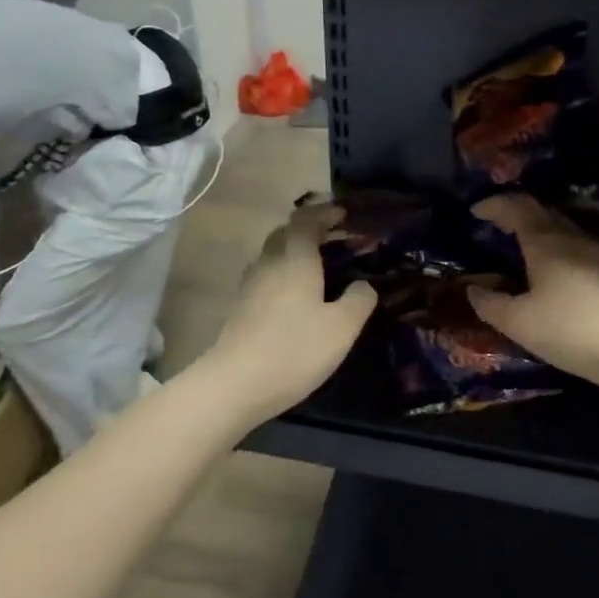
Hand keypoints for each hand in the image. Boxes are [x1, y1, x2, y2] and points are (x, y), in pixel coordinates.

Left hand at [204, 204, 377, 424]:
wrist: (235, 384)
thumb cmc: (295, 349)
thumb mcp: (342, 328)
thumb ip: (358, 300)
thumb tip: (363, 285)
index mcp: (296, 260)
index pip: (305, 220)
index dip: (324, 213)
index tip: (343, 214)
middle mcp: (269, 264)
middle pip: (284, 234)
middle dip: (307, 229)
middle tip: (332, 239)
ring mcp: (250, 287)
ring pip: (272, 256)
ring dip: (293, 253)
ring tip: (317, 268)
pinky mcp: (241, 309)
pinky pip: (265, 278)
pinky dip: (282, 275)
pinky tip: (295, 298)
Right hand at [468, 195, 598, 393]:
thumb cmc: (569, 328)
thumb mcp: (518, 322)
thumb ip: (491, 304)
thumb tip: (473, 289)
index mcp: (545, 241)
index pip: (517, 206)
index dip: (495, 204)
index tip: (475, 211)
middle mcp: (570, 237)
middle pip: (541, 212)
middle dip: (515, 213)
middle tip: (495, 226)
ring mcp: (594, 253)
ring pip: (560, 228)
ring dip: (537, 229)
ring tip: (519, 247)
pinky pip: (572, 245)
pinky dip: (552, 247)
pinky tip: (548, 271)